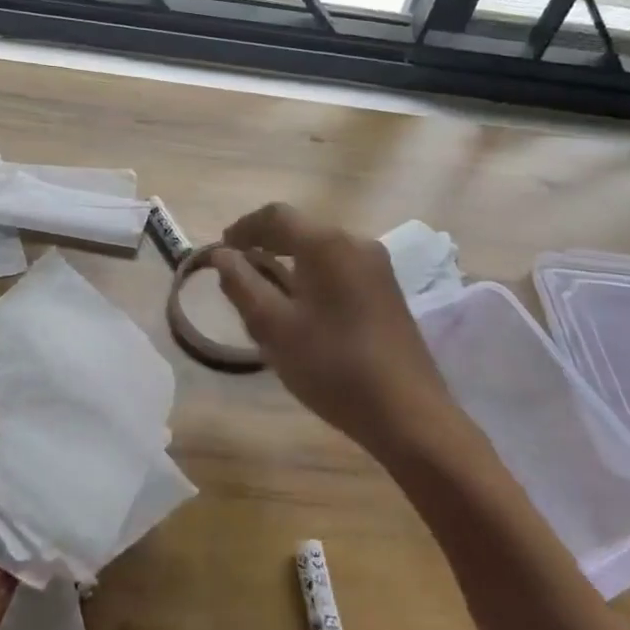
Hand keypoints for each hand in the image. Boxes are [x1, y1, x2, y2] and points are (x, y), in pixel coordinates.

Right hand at [212, 202, 452, 458]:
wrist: (409, 414)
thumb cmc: (333, 366)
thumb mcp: (274, 327)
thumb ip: (242, 284)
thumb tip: (222, 255)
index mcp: (327, 244)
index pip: (276, 215)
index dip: (243, 227)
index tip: (221, 251)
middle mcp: (356, 243)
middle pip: (300, 230)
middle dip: (265, 246)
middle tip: (237, 274)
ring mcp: (377, 267)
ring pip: (320, 252)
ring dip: (288, 264)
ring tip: (264, 296)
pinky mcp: (387, 291)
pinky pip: (339, 269)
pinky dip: (311, 277)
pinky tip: (301, 311)